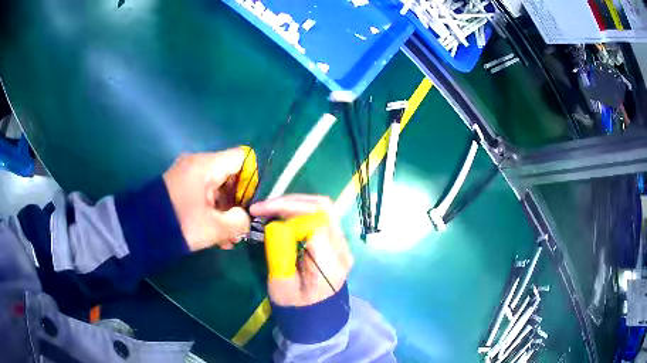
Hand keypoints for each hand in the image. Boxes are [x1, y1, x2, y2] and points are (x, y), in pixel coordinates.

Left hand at [163, 146, 256, 251]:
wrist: (141, 230)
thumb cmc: (180, 224)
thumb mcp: (214, 228)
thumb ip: (239, 221)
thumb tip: (244, 217)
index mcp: (206, 165)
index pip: (242, 158)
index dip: (253, 179)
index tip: (251, 204)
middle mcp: (197, 164)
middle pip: (230, 175)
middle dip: (237, 203)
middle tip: (240, 227)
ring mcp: (187, 175)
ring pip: (217, 189)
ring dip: (224, 212)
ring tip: (227, 238)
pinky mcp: (179, 187)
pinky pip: (203, 195)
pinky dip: (211, 211)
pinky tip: (215, 234)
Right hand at [250, 195, 352, 306]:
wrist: (316, 318)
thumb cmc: (296, 307)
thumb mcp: (281, 286)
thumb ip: (280, 255)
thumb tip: (276, 226)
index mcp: (330, 263)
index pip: (316, 220)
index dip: (288, 210)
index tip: (262, 213)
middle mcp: (341, 249)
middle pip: (323, 207)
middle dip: (290, 201)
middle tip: (262, 206)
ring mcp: (342, 244)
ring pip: (323, 208)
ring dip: (294, 203)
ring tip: (270, 208)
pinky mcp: (336, 243)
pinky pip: (320, 217)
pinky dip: (299, 211)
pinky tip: (282, 216)